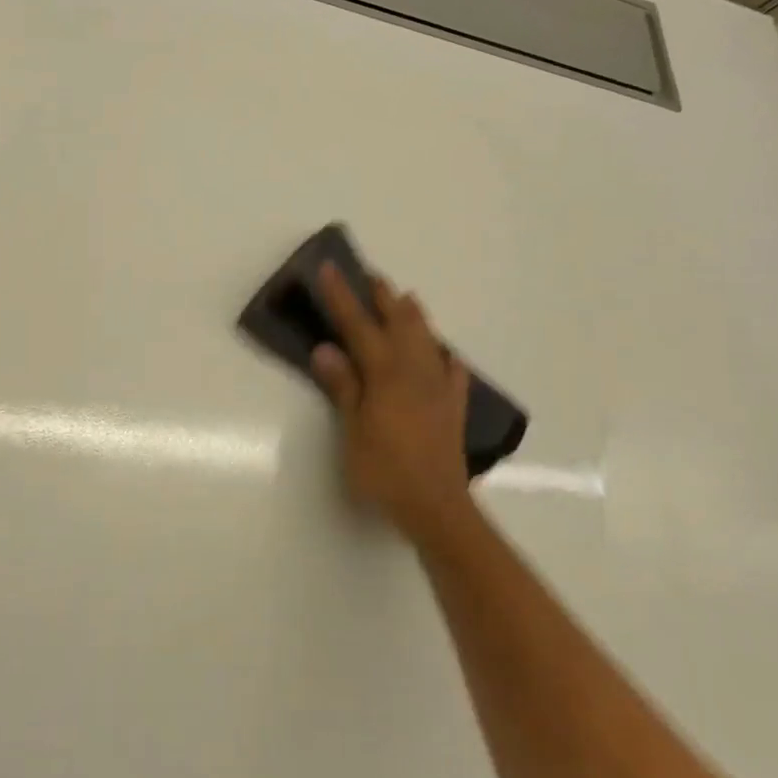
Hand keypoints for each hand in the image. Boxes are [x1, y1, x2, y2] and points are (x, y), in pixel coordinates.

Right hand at [311, 264, 472, 542]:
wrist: (436, 508)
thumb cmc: (385, 472)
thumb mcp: (352, 431)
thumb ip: (343, 387)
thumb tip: (325, 348)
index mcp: (386, 375)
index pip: (359, 326)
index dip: (342, 297)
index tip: (330, 268)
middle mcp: (415, 372)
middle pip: (399, 324)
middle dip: (384, 298)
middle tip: (371, 276)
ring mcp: (438, 389)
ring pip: (427, 341)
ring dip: (414, 316)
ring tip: (406, 299)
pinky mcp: (453, 409)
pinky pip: (452, 373)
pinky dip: (445, 357)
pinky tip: (445, 354)